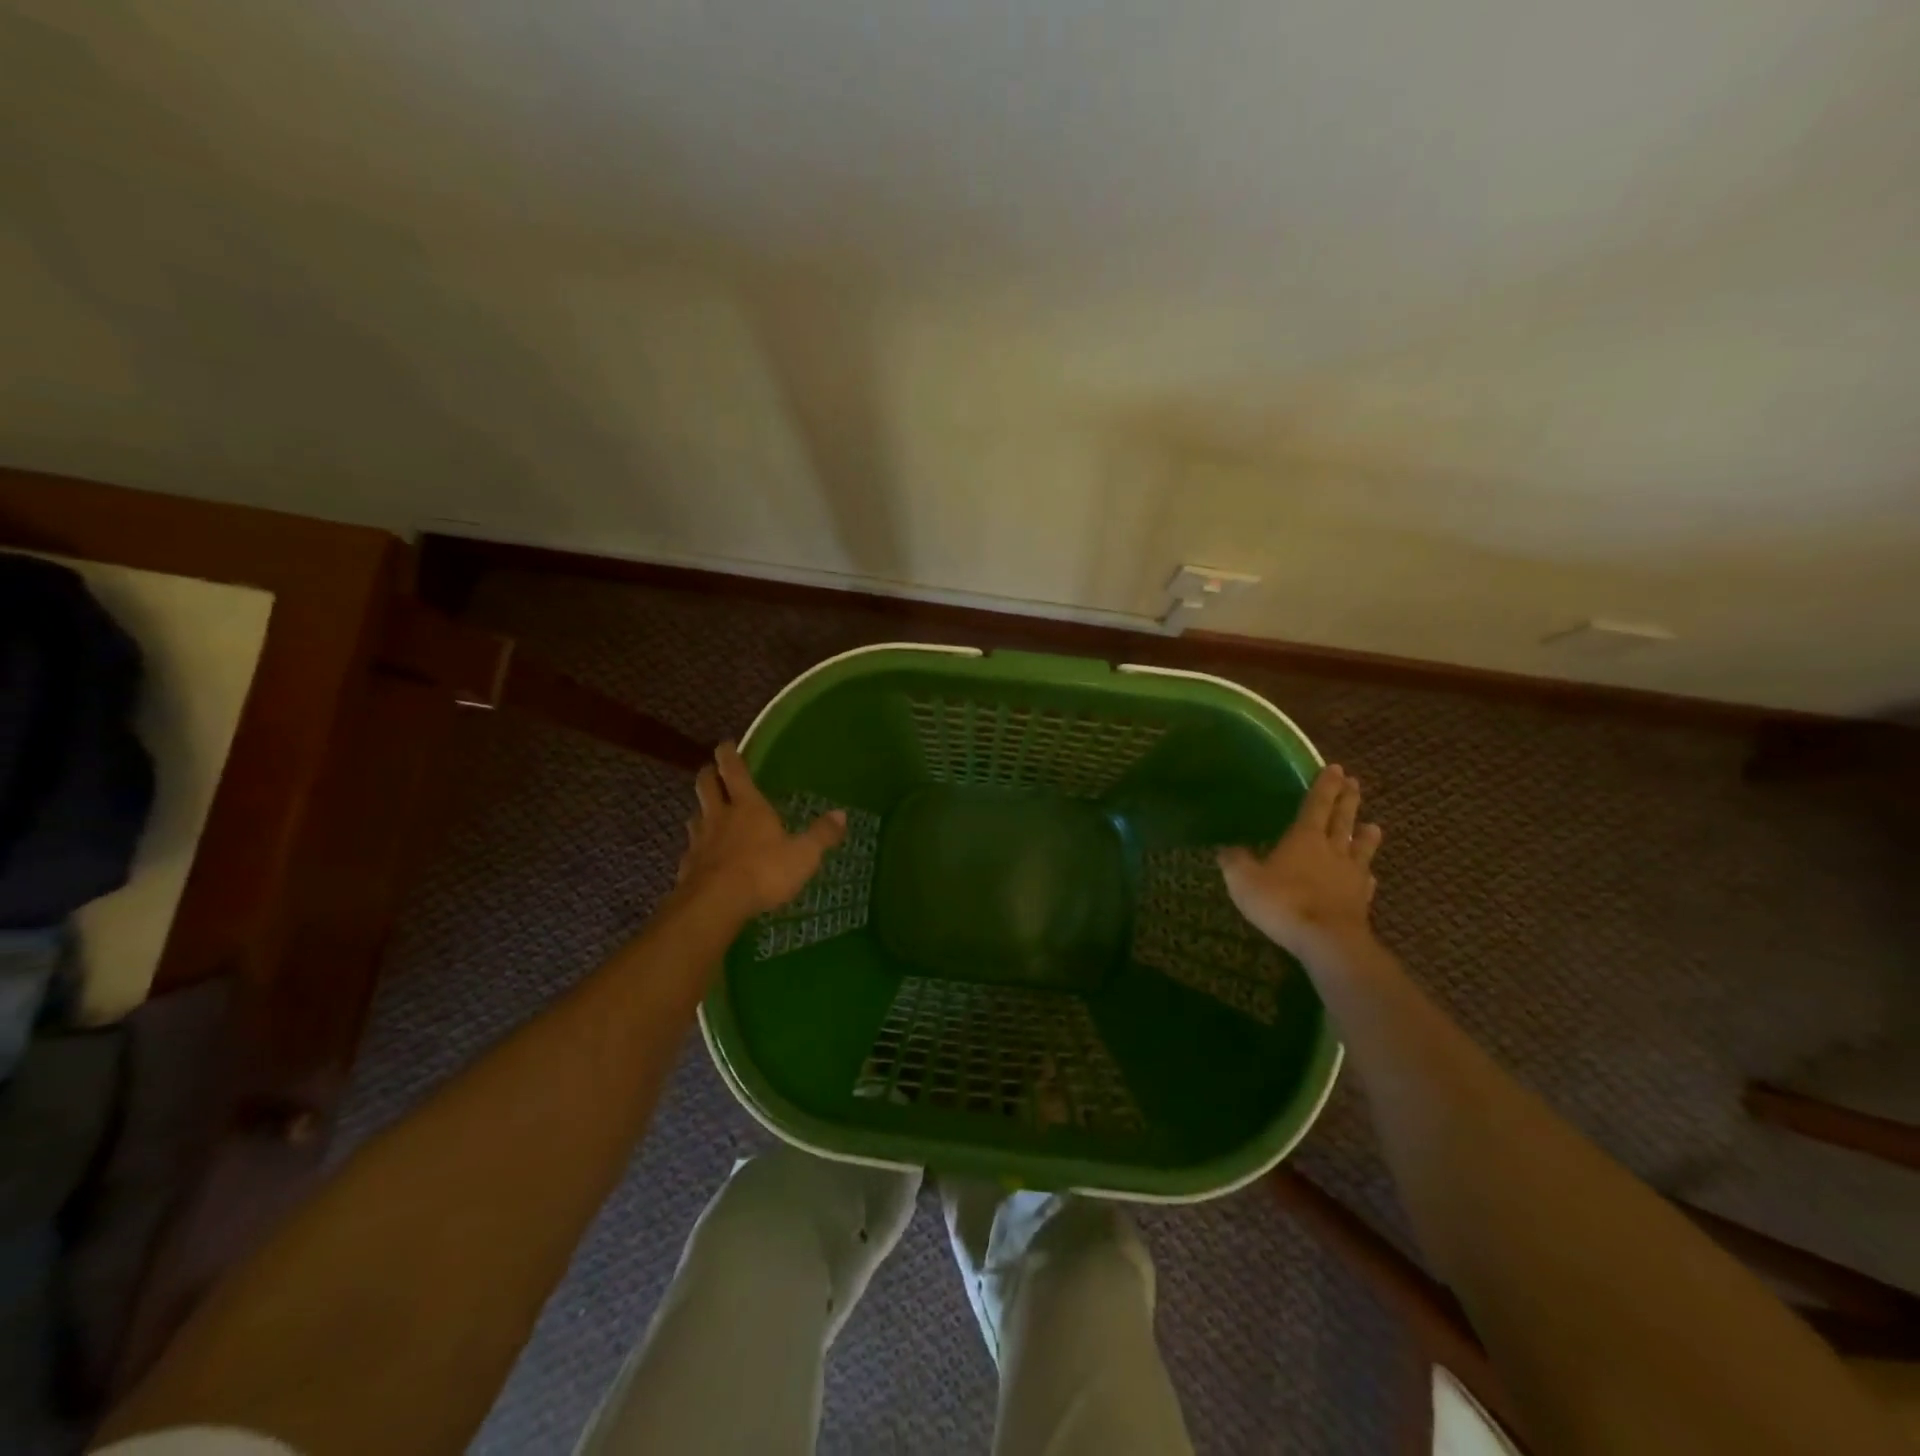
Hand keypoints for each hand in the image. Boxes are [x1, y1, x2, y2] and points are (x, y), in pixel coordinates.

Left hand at [676, 743, 846, 917]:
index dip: (728, 755)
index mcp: (748, 806)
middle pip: (706, 786)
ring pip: (695, 816)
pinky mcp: (688, 867)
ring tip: (707, 813)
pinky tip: (703, 857)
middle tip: (711, 770)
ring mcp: (700, 841)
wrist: (715, 904)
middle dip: (708, 775)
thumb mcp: (804, 855)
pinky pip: (691, 850)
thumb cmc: (764, 872)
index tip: (724, 744)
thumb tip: (842, 815)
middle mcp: (720, 816)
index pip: (734, 771)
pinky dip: (697, 848)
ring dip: (701, 810)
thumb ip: (821, 835)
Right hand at [1217, 764, 1382, 959]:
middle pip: (1342, 819)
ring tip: (1373, 825)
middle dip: (1347, 800)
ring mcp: (1350, 875)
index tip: (1336, 768)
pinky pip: (1365, 881)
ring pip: (1360, 848)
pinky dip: (1367, 874)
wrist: (1326, 940)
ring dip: (1366, 835)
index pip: (1316, 804)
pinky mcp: (1361, 900)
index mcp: (1304, 837)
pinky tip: (1369, 875)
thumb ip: (1235, 860)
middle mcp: (1332, 849)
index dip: (1325, 786)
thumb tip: (1226, 848)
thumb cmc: (1282, 901)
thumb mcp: (1243, 879)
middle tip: (1355, 783)